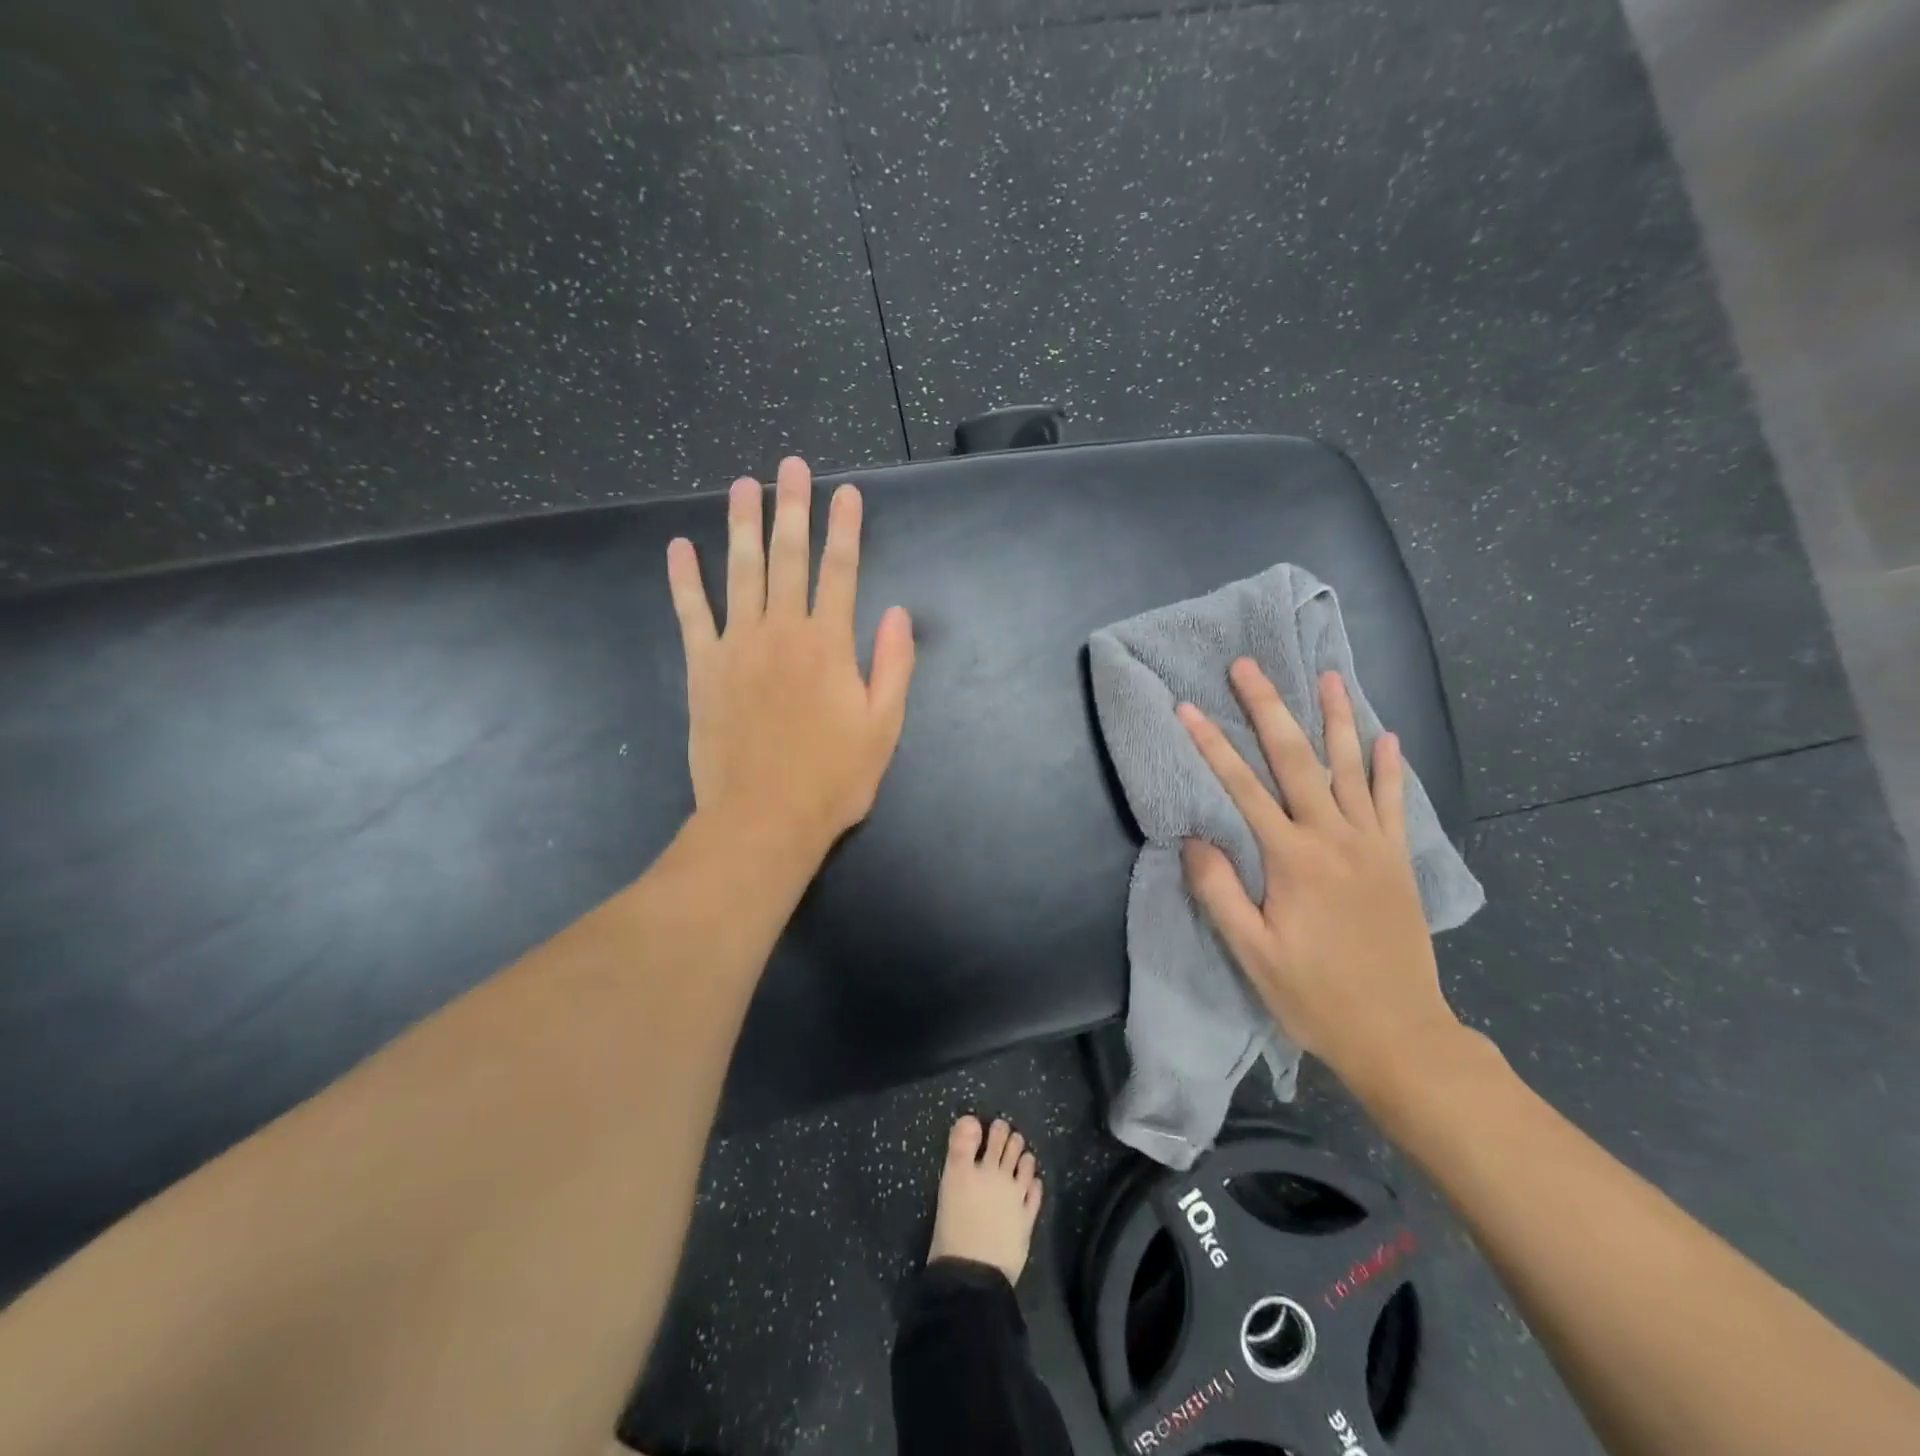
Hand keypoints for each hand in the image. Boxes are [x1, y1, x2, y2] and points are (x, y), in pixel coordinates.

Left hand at [666, 456, 914, 859]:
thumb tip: (899, 613)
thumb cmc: (833, 778)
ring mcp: (737, 646)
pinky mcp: (703, 668)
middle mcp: (782, 631)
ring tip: (743, 485)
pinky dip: (685, 579)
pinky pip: (691, 613)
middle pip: (788, 557)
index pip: (842, 570)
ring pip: (740, 572)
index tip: (846, 492)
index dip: (846, 528)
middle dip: (793, 508)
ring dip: (742, 525)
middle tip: (791, 465)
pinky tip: (680, 547)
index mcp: (829, 644)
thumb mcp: (884, 727)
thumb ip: (893, 666)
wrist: (764, 818)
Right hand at [1177, 660, 1462, 1093]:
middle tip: (1249, 666)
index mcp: (1293, 859)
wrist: (1401, 1035)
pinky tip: (1386, 737)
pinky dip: (1389, 767)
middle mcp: (1335, 838)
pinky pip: (1393, 803)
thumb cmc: (1315, 997)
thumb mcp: (1252, 953)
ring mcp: (1373, 846)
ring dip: (1337, 719)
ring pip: (1352, 768)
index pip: (1243, 788)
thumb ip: (1220, 891)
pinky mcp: (1397, 861)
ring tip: (1328, 676)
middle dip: (1269, 708)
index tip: (1188, 707)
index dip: (1213, 745)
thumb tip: (1194, 838)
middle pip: (1298, 760)